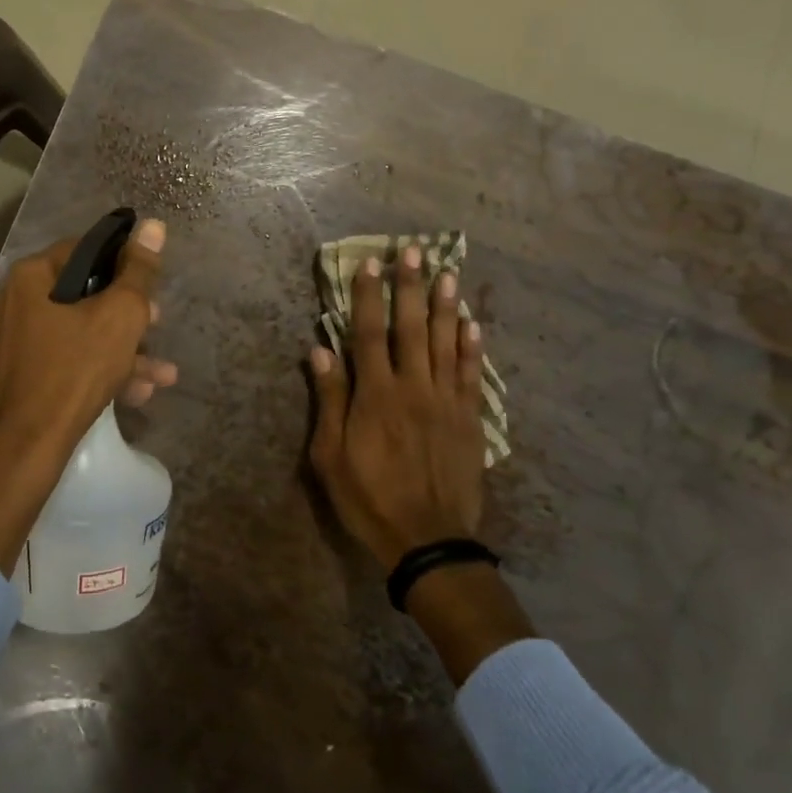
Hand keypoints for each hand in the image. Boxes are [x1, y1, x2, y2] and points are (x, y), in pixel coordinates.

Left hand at [0, 218, 175, 456]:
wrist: (28, 445)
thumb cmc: (76, 368)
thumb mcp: (120, 315)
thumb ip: (139, 271)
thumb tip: (154, 225)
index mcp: (32, 276)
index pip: (86, 249)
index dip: (124, 262)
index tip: (151, 284)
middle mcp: (17, 301)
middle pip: (85, 293)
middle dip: (129, 313)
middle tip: (157, 323)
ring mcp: (17, 340)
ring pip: (82, 331)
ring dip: (125, 349)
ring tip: (163, 373)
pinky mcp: (23, 374)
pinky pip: (69, 359)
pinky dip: (102, 369)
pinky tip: (139, 393)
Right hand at [307, 248, 532, 680]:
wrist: (427, 541)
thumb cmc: (368, 498)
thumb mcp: (330, 457)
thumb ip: (328, 401)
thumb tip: (319, 351)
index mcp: (375, 395)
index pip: (369, 334)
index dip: (368, 296)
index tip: (370, 263)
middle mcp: (413, 388)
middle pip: (411, 328)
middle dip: (410, 287)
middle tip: (414, 251)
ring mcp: (446, 402)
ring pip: (446, 343)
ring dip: (445, 306)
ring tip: (447, 272)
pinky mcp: (469, 420)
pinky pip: (472, 375)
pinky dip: (472, 347)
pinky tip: (471, 323)